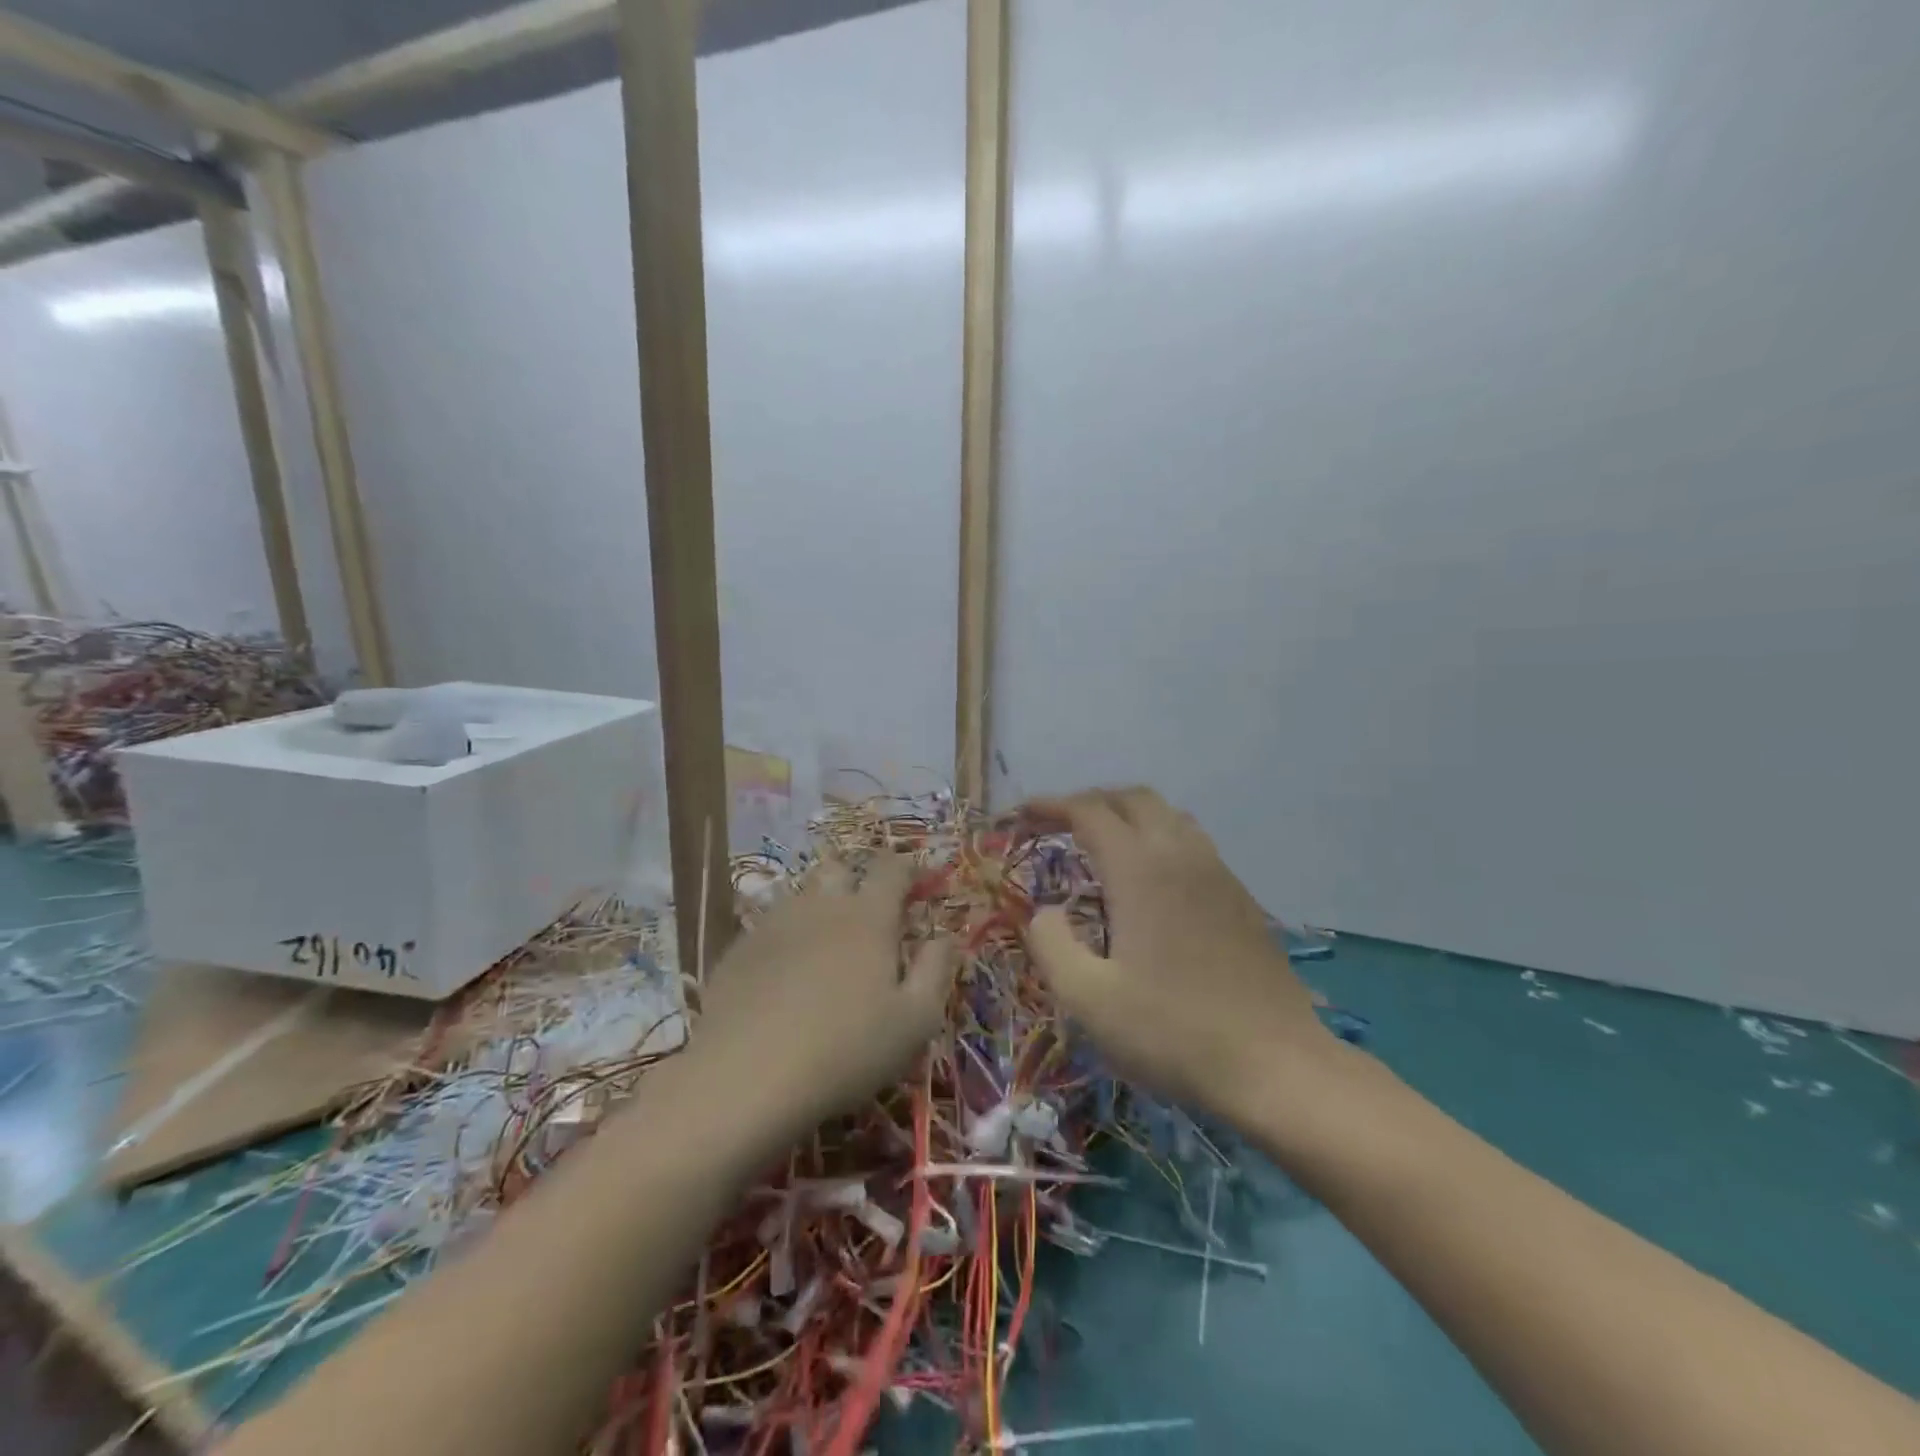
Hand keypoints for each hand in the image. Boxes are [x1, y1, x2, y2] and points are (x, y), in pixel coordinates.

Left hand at [689, 854, 955, 1135]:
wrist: (746, 1077)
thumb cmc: (847, 1049)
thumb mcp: (915, 1021)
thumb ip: (936, 970)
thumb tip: (946, 935)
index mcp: (869, 916)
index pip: (892, 870)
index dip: (907, 869)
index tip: (915, 883)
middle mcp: (821, 906)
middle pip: (840, 869)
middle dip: (856, 880)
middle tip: (867, 915)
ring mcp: (774, 924)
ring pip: (801, 897)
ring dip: (819, 909)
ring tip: (825, 948)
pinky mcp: (738, 950)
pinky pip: (768, 929)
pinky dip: (784, 940)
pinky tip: (782, 977)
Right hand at [1023, 788, 1333, 1122]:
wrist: (1276, 1065)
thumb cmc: (1172, 1031)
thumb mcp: (1088, 999)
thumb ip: (1051, 944)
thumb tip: (1043, 911)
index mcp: (1139, 869)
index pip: (1089, 811)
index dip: (1052, 805)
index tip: (1025, 814)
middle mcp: (1180, 855)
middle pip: (1133, 799)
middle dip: (1092, 801)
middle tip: (1061, 825)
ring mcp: (1218, 873)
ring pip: (1169, 815)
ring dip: (1130, 816)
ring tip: (1105, 844)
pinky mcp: (1241, 897)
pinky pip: (1194, 842)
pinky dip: (1161, 838)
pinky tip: (1154, 880)